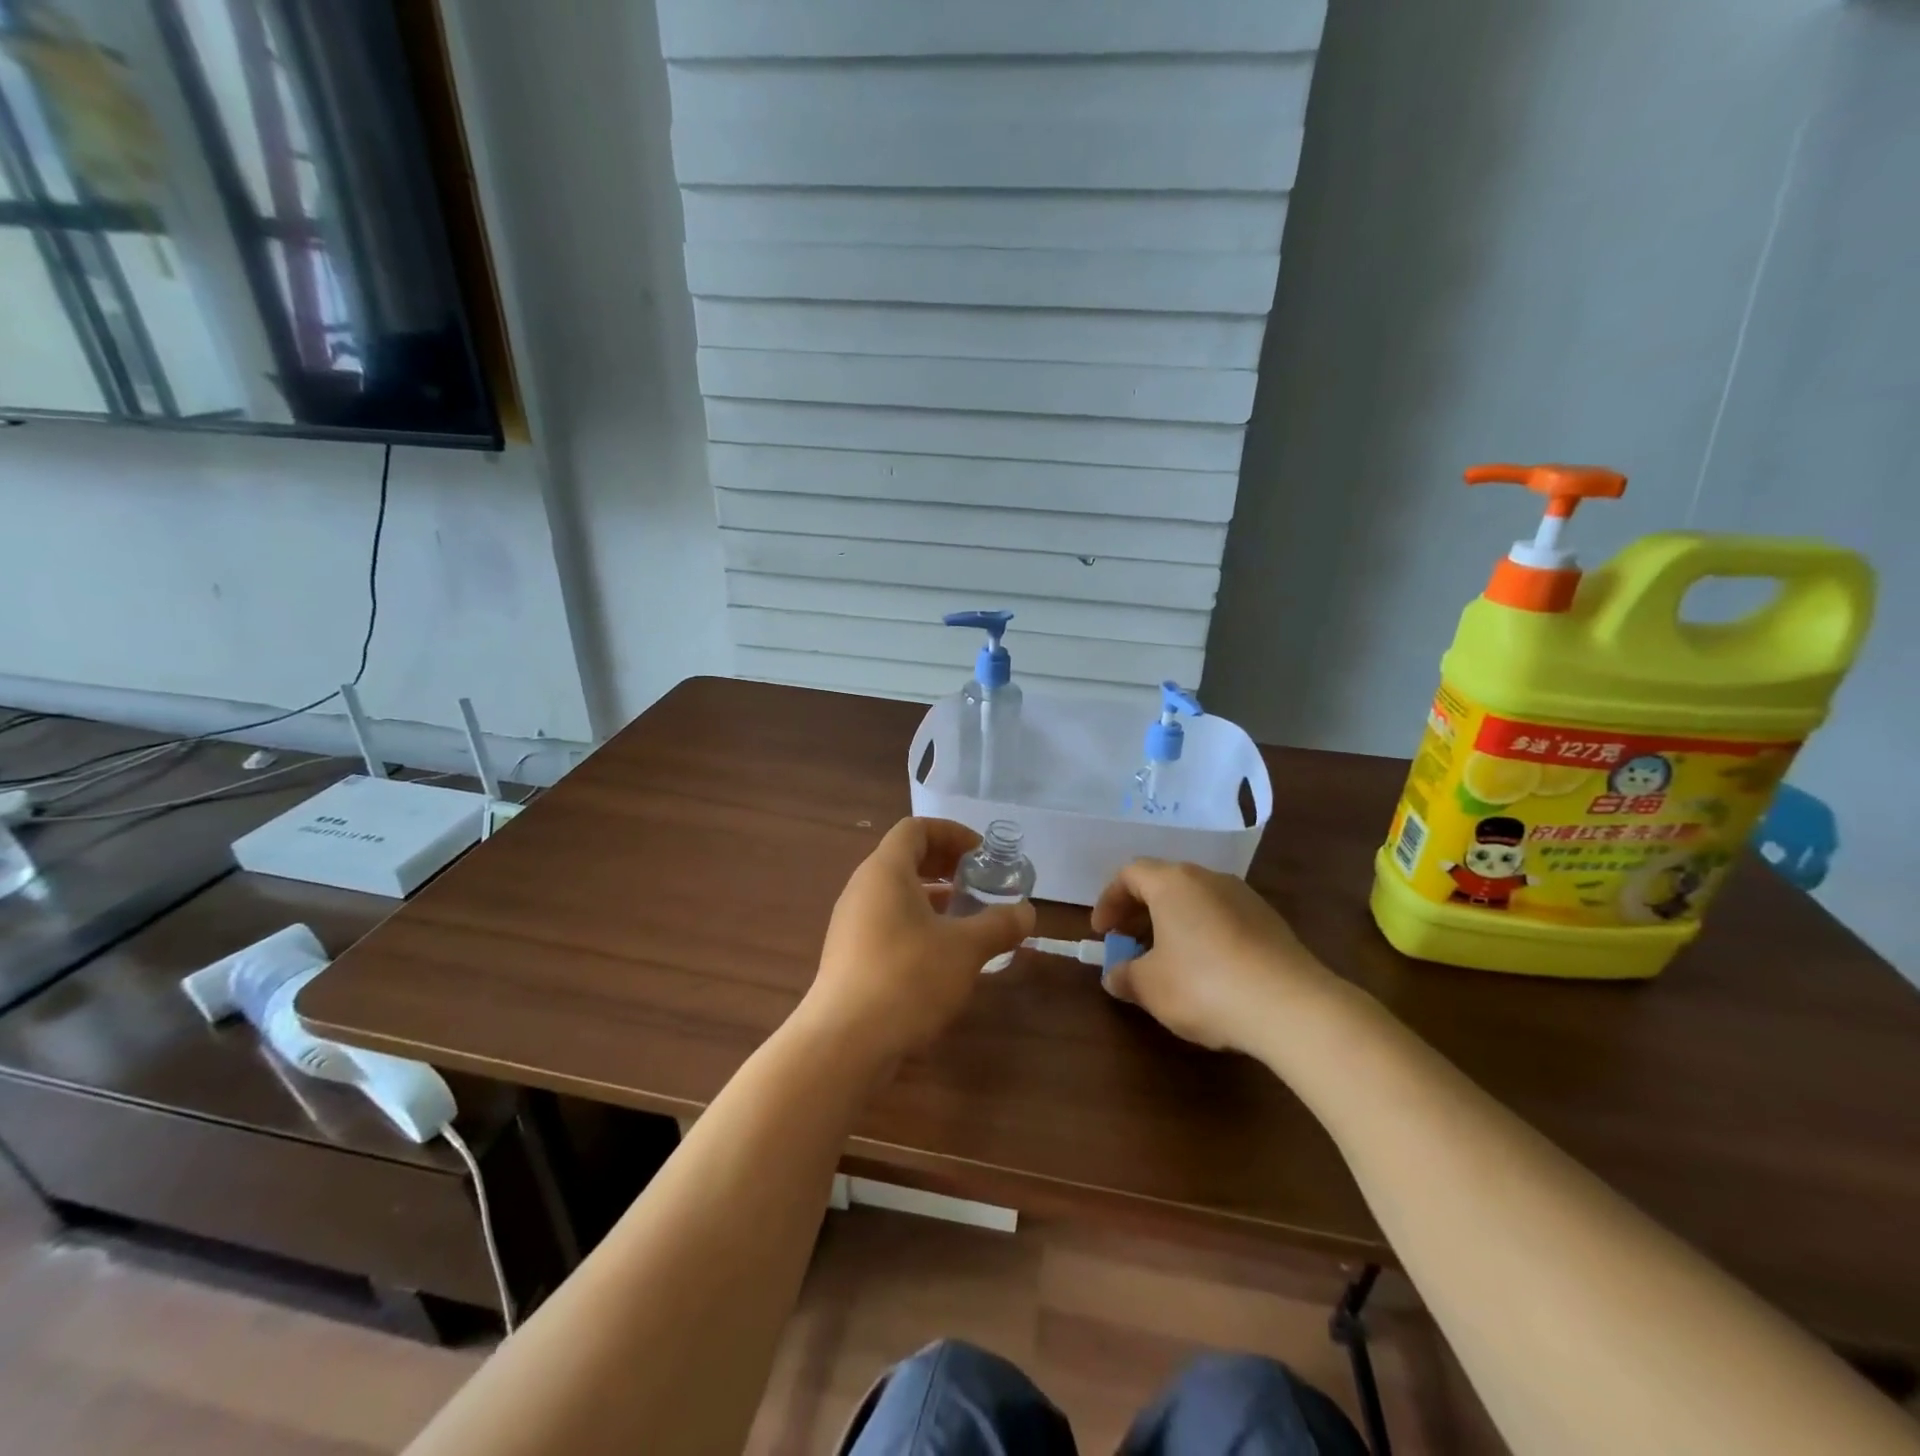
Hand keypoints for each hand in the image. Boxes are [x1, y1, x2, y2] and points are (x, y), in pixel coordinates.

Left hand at [802, 818, 1035, 1067]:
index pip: (916, 829)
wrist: (844, 1043)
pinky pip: (887, 921)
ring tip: (967, 917)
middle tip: (979, 882)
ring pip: (896, 893)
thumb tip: (1026, 913)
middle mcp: (862, 888)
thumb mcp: (965, 949)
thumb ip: (999, 925)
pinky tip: (942, 954)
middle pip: (904, 858)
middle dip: (945, 864)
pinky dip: (917, 923)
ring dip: (933, 897)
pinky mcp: (849, 955)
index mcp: (885, 871)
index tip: (982, 854)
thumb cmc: (907, 978)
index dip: (952, 833)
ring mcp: (851, 923)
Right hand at [1091, 859, 1333, 1054]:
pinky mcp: (1270, 922)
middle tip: (1128, 945)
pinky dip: (1203, 935)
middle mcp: (1208, 878)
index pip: (1130, 874)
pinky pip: (1222, 918)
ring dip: (1172, 924)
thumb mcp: (1150, 987)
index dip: (1109, 900)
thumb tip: (1114, 975)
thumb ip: (1125, 976)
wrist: (1292, 1006)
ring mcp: (1244, 897)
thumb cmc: (1204, 985)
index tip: (1103, 932)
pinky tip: (1206, 972)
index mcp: (1173, 882)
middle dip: (1139, 913)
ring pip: (1195, 901)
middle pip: (1164, 884)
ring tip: (1166, 961)